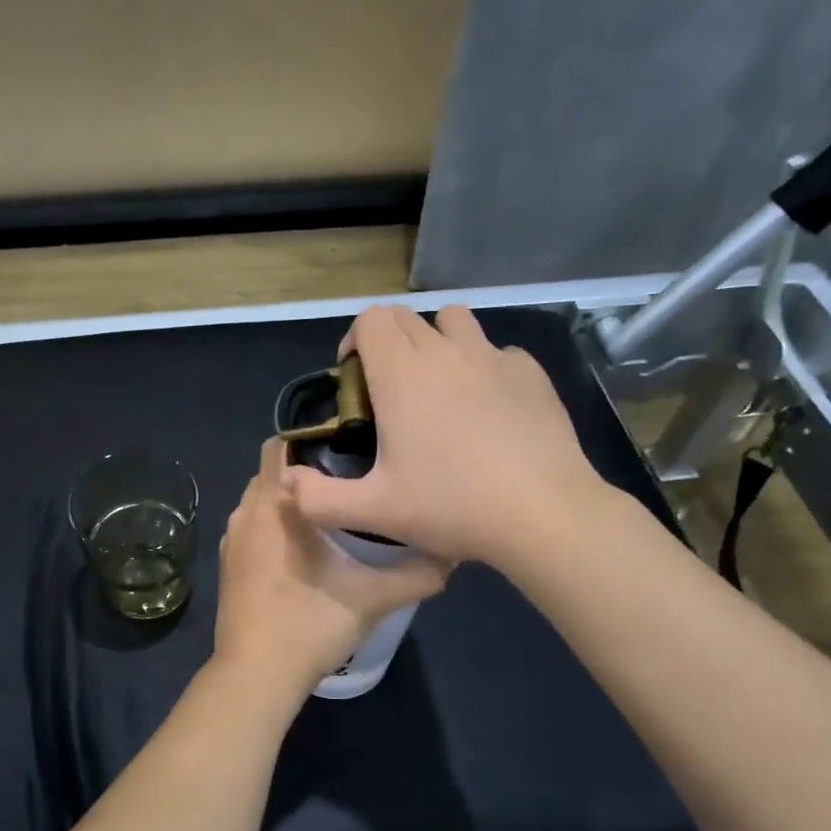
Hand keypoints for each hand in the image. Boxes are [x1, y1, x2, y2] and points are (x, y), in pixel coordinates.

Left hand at [214, 439, 449, 692]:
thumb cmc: (310, 624)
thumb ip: (415, 574)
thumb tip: (452, 555)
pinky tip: (304, 547)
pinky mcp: (227, 565)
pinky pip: (252, 527)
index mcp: (273, 505)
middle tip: (350, 476)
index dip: (311, 436)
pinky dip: (273, 525)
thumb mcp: (372, 599)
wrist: (256, 675)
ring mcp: (230, 540)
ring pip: (261, 501)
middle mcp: (245, 513)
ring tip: (333, 510)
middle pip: (272, 471)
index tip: (348, 443)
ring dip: (289, 500)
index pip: (280, 444)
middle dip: (305, 468)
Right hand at [283, 305, 613, 567]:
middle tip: (389, 392)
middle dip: (388, 342)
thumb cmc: (451, 506)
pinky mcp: (531, 373)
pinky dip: (482, 367)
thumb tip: (287, 481)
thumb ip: (319, 498)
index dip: (356, 340)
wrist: (543, 513)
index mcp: (402, 375)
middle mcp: (445, 352)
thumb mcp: (374, 512)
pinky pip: (497, 352)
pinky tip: (488, 409)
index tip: (355, 378)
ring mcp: (493, 358)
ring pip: (455, 321)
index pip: (371, 319)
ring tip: (439, 387)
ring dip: (437, 341)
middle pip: (406, 317)